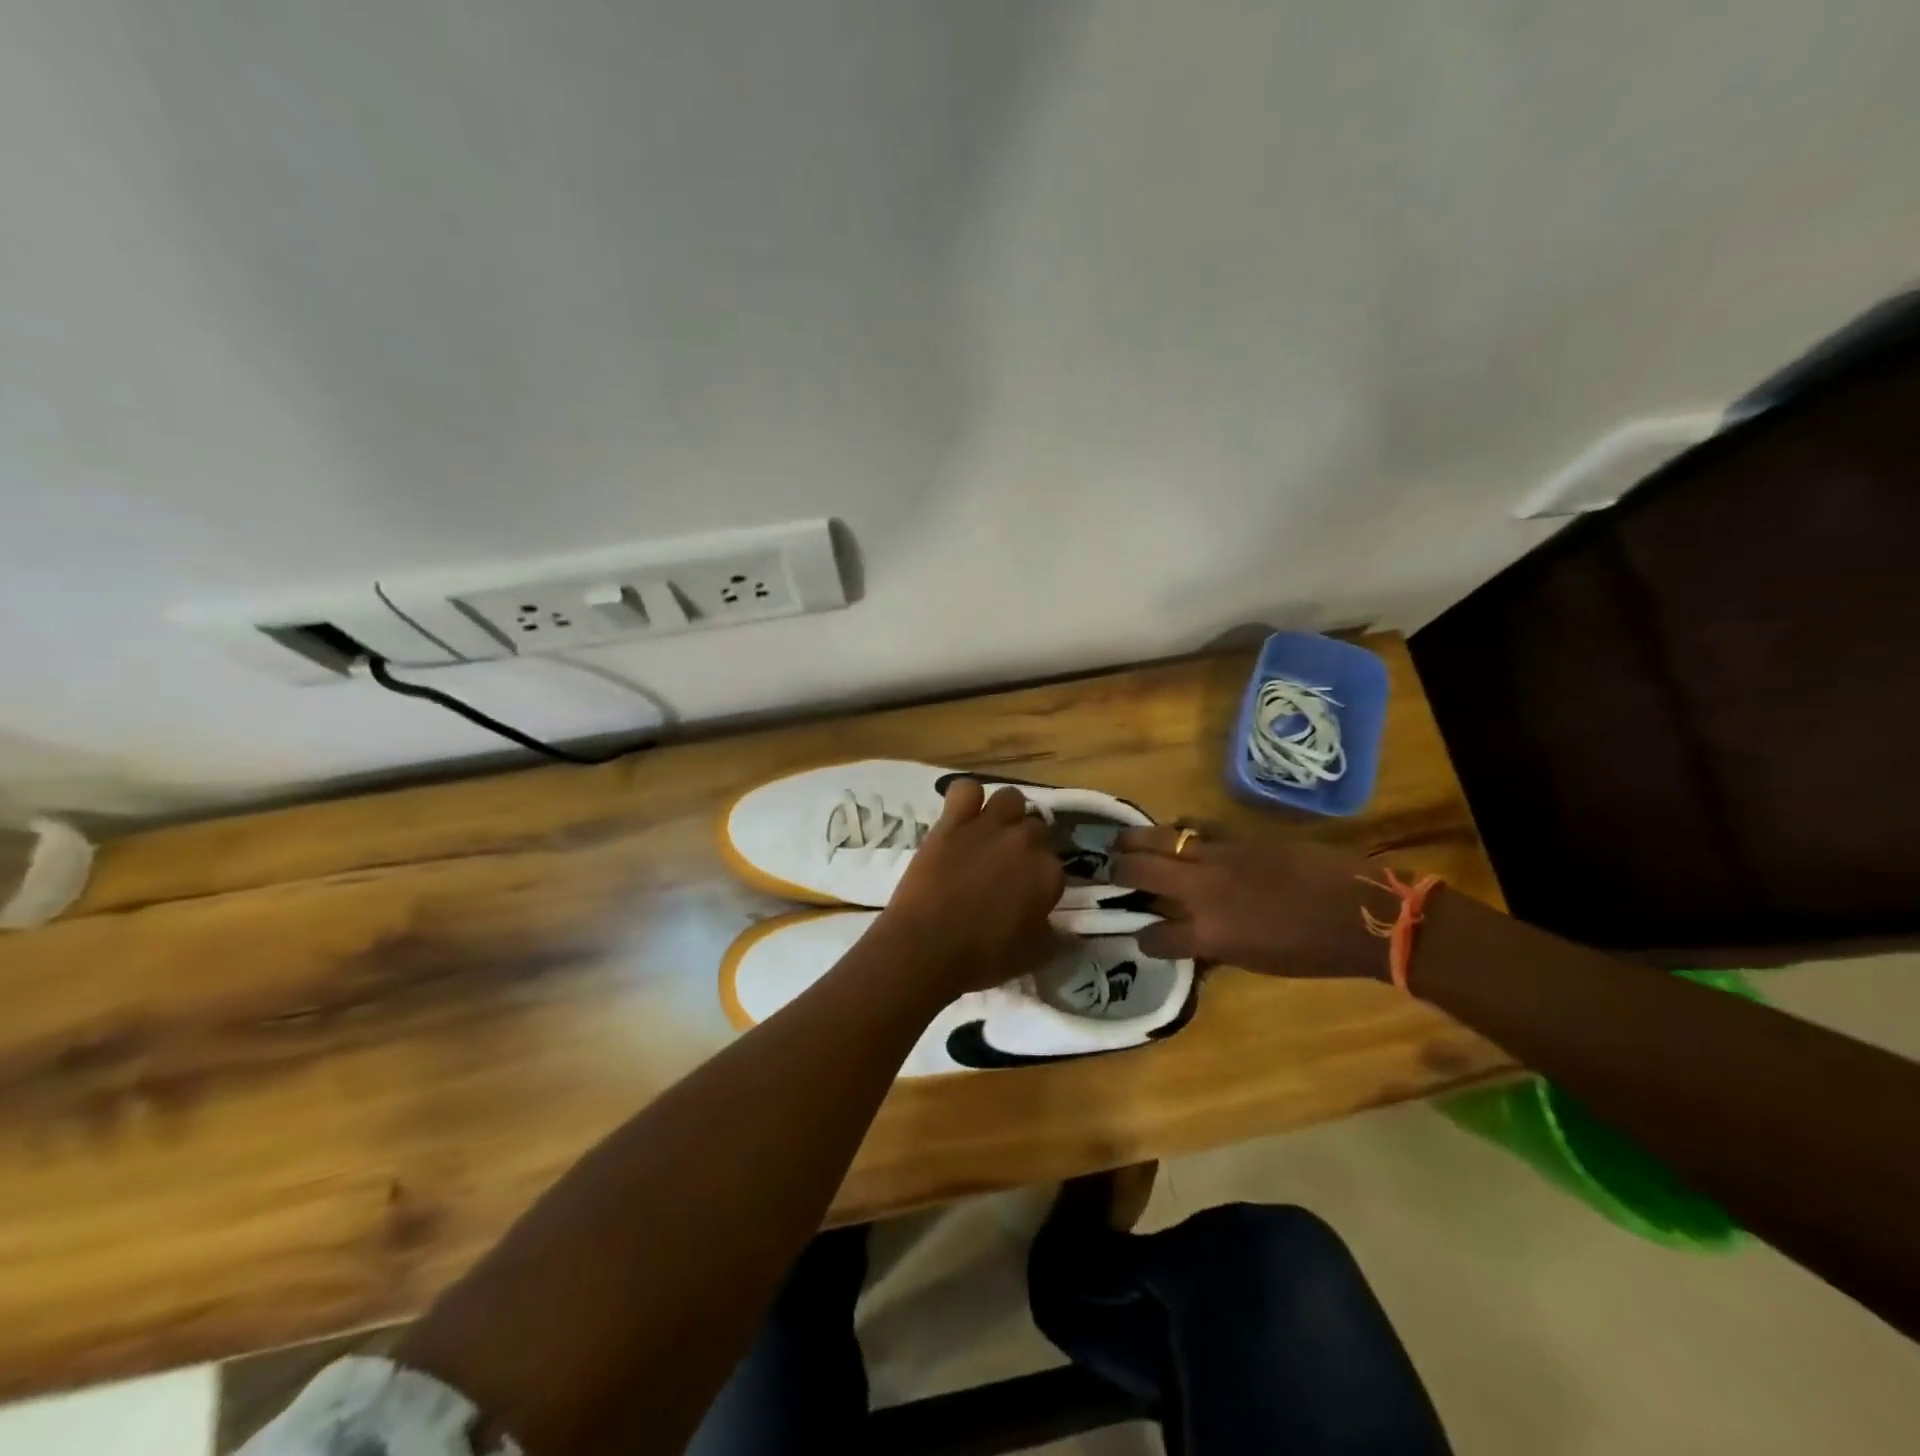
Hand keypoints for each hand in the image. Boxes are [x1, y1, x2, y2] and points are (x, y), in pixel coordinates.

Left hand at [872, 779, 1066, 996]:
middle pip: (1036, 827)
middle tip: (1008, 864)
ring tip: (992, 831)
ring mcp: (988, 826)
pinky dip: (966, 797)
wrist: (926, 947)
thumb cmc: (982, 957)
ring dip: (1006, 812)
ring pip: (1010, 798)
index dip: (1041, 876)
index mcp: (1048, 875)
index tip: (1028, 891)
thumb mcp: (1032, 957)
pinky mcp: (953, 821)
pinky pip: (966, 789)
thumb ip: (1056, 938)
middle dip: (1027, 842)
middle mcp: (1024, 842)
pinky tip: (962, 814)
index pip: (1055, 864)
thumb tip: (1069, 933)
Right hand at [1112, 827, 1394, 980]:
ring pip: (1160, 838)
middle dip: (1118, 870)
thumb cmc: (1312, 952)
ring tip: (1119, 840)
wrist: (1358, 912)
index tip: (1141, 935)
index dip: (1145, 937)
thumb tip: (1192, 939)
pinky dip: (1180, 830)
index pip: (1156, 936)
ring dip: (1134, 839)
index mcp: (1208, 934)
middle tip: (1106, 869)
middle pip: (1142, 871)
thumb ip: (1215, 946)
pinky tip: (1176, 833)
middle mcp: (1202, 891)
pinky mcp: (1238, 836)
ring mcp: (1218, 857)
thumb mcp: (1256, 961)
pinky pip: (1195, 827)